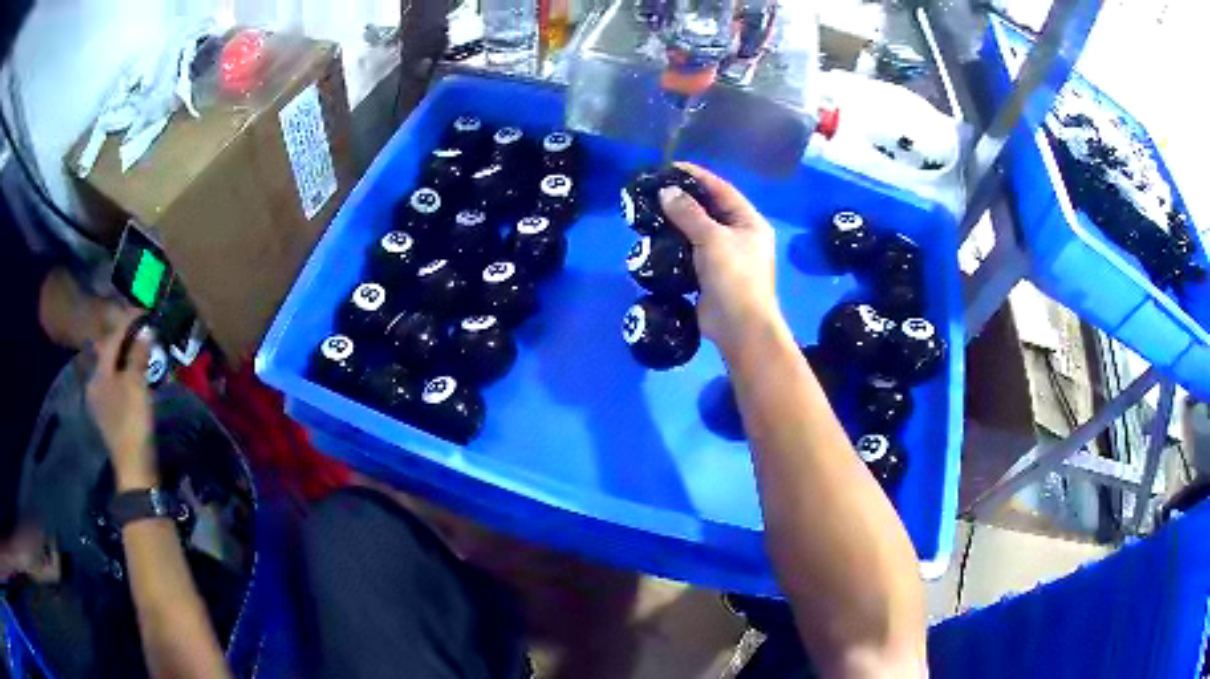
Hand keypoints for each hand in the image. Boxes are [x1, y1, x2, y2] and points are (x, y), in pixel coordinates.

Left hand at [87, 309, 158, 490]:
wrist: (135, 470)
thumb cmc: (132, 423)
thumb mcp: (136, 386)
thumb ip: (138, 355)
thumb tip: (146, 328)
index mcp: (98, 374)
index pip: (112, 338)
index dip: (128, 322)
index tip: (145, 310)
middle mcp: (95, 384)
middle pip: (110, 353)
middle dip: (126, 340)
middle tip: (144, 330)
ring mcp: (102, 402)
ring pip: (113, 369)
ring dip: (127, 357)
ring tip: (143, 350)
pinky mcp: (111, 416)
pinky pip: (118, 384)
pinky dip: (127, 374)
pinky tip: (137, 375)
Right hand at [659, 162, 783, 357]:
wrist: (739, 327)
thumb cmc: (734, 276)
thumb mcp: (712, 239)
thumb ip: (689, 213)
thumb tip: (667, 192)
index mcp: (749, 222)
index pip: (722, 190)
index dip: (698, 176)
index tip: (672, 167)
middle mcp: (740, 237)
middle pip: (710, 210)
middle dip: (684, 199)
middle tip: (656, 190)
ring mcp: (725, 258)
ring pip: (698, 232)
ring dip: (677, 223)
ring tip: (651, 212)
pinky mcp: (710, 276)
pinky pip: (691, 254)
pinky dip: (675, 246)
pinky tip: (655, 240)